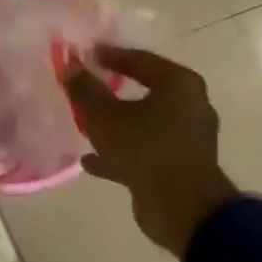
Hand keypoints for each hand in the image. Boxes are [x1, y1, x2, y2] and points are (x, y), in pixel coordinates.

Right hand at [66, 46, 237, 257]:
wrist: (181, 207)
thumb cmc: (145, 150)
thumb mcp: (104, 117)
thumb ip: (85, 90)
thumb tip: (71, 66)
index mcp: (179, 85)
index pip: (140, 60)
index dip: (110, 55)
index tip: (86, 54)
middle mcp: (190, 106)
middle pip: (145, 90)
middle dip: (112, 90)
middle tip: (86, 86)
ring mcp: (187, 137)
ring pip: (143, 123)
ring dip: (116, 124)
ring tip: (84, 124)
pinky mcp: (179, 164)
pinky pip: (144, 150)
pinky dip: (120, 152)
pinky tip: (91, 161)